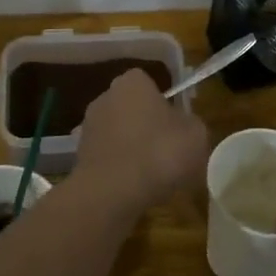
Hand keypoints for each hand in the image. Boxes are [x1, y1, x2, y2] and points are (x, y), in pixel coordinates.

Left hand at [72, 70, 208, 213]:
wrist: (112, 193)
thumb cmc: (159, 154)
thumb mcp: (196, 135)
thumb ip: (190, 123)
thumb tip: (182, 125)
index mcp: (132, 83)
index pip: (150, 84)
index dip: (164, 104)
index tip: (176, 126)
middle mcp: (105, 97)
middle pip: (132, 108)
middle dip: (146, 125)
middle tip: (167, 150)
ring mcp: (88, 126)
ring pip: (119, 134)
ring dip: (132, 148)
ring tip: (152, 174)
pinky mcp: (80, 155)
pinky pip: (109, 156)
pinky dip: (119, 167)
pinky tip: (133, 187)